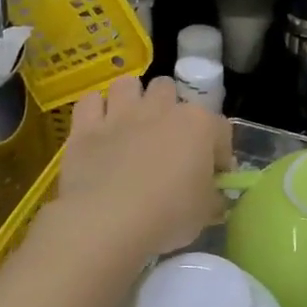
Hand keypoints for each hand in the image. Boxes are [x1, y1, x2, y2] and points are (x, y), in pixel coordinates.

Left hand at [55, 76, 230, 257]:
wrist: (107, 222)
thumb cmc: (168, 216)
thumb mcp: (206, 214)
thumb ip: (213, 198)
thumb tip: (214, 197)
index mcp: (198, 125)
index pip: (220, 129)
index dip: (220, 152)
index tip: (215, 175)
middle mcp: (161, 109)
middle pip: (168, 89)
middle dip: (170, 108)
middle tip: (168, 140)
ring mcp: (121, 114)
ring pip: (127, 85)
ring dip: (131, 99)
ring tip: (132, 124)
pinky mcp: (86, 127)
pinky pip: (90, 102)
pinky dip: (95, 110)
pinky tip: (98, 127)